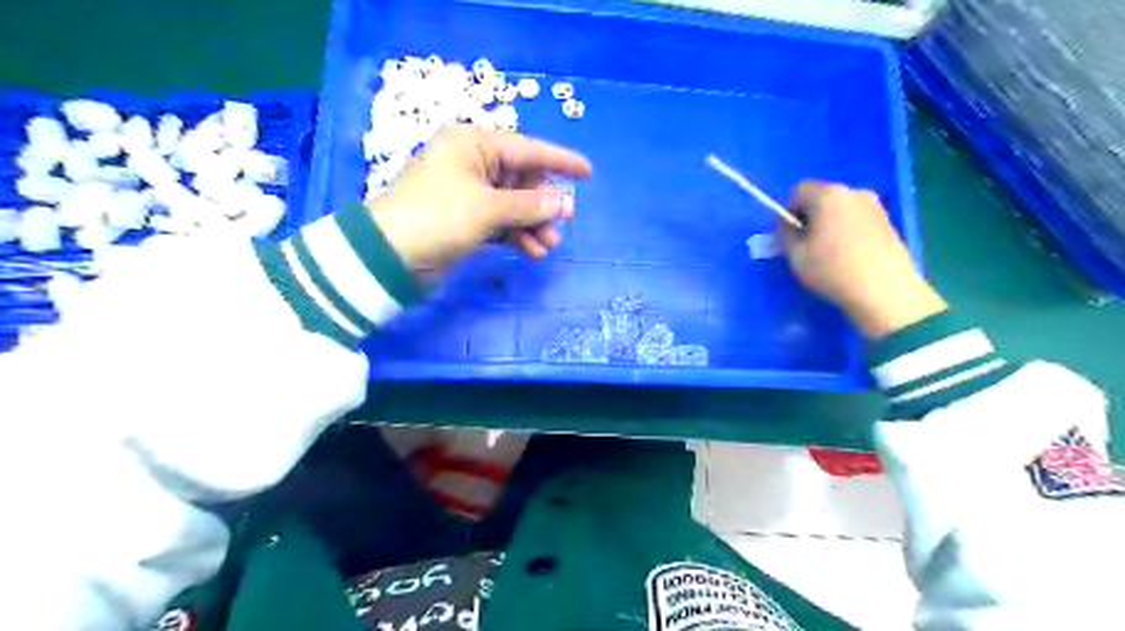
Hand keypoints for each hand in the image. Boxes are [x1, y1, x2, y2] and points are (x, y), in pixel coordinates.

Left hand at [370, 123, 596, 270]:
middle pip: (522, 179)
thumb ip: (531, 204)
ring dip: (533, 224)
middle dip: (543, 204)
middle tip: (563, 223)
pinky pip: (501, 221)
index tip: (588, 173)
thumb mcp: (488, 208)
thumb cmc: (439, 217)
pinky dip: (517, 235)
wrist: (389, 255)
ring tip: (548, 246)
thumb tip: (564, 203)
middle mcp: (473, 163)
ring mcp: (469, 192)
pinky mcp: (466, 219)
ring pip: (514, 204)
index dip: (560, 161)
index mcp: (474, 145)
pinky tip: (531, 251)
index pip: (528, 149)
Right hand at [784, 183, 947, 339]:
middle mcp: (853, 192)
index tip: (786, 235)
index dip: (786, 211)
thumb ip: (784, 233)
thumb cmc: (832, 269)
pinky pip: (855, 219)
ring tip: (826, 252)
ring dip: (827, 223)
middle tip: (804, 245)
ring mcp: (874, 205)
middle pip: (820, 197)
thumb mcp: (795, 254)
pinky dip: (845, 230)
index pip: (797, 191)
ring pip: (839, 208)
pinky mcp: (887, 221)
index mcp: (828, 195)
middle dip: (807, 216)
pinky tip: (847, 255)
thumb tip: (788, 225)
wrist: (884, 290)